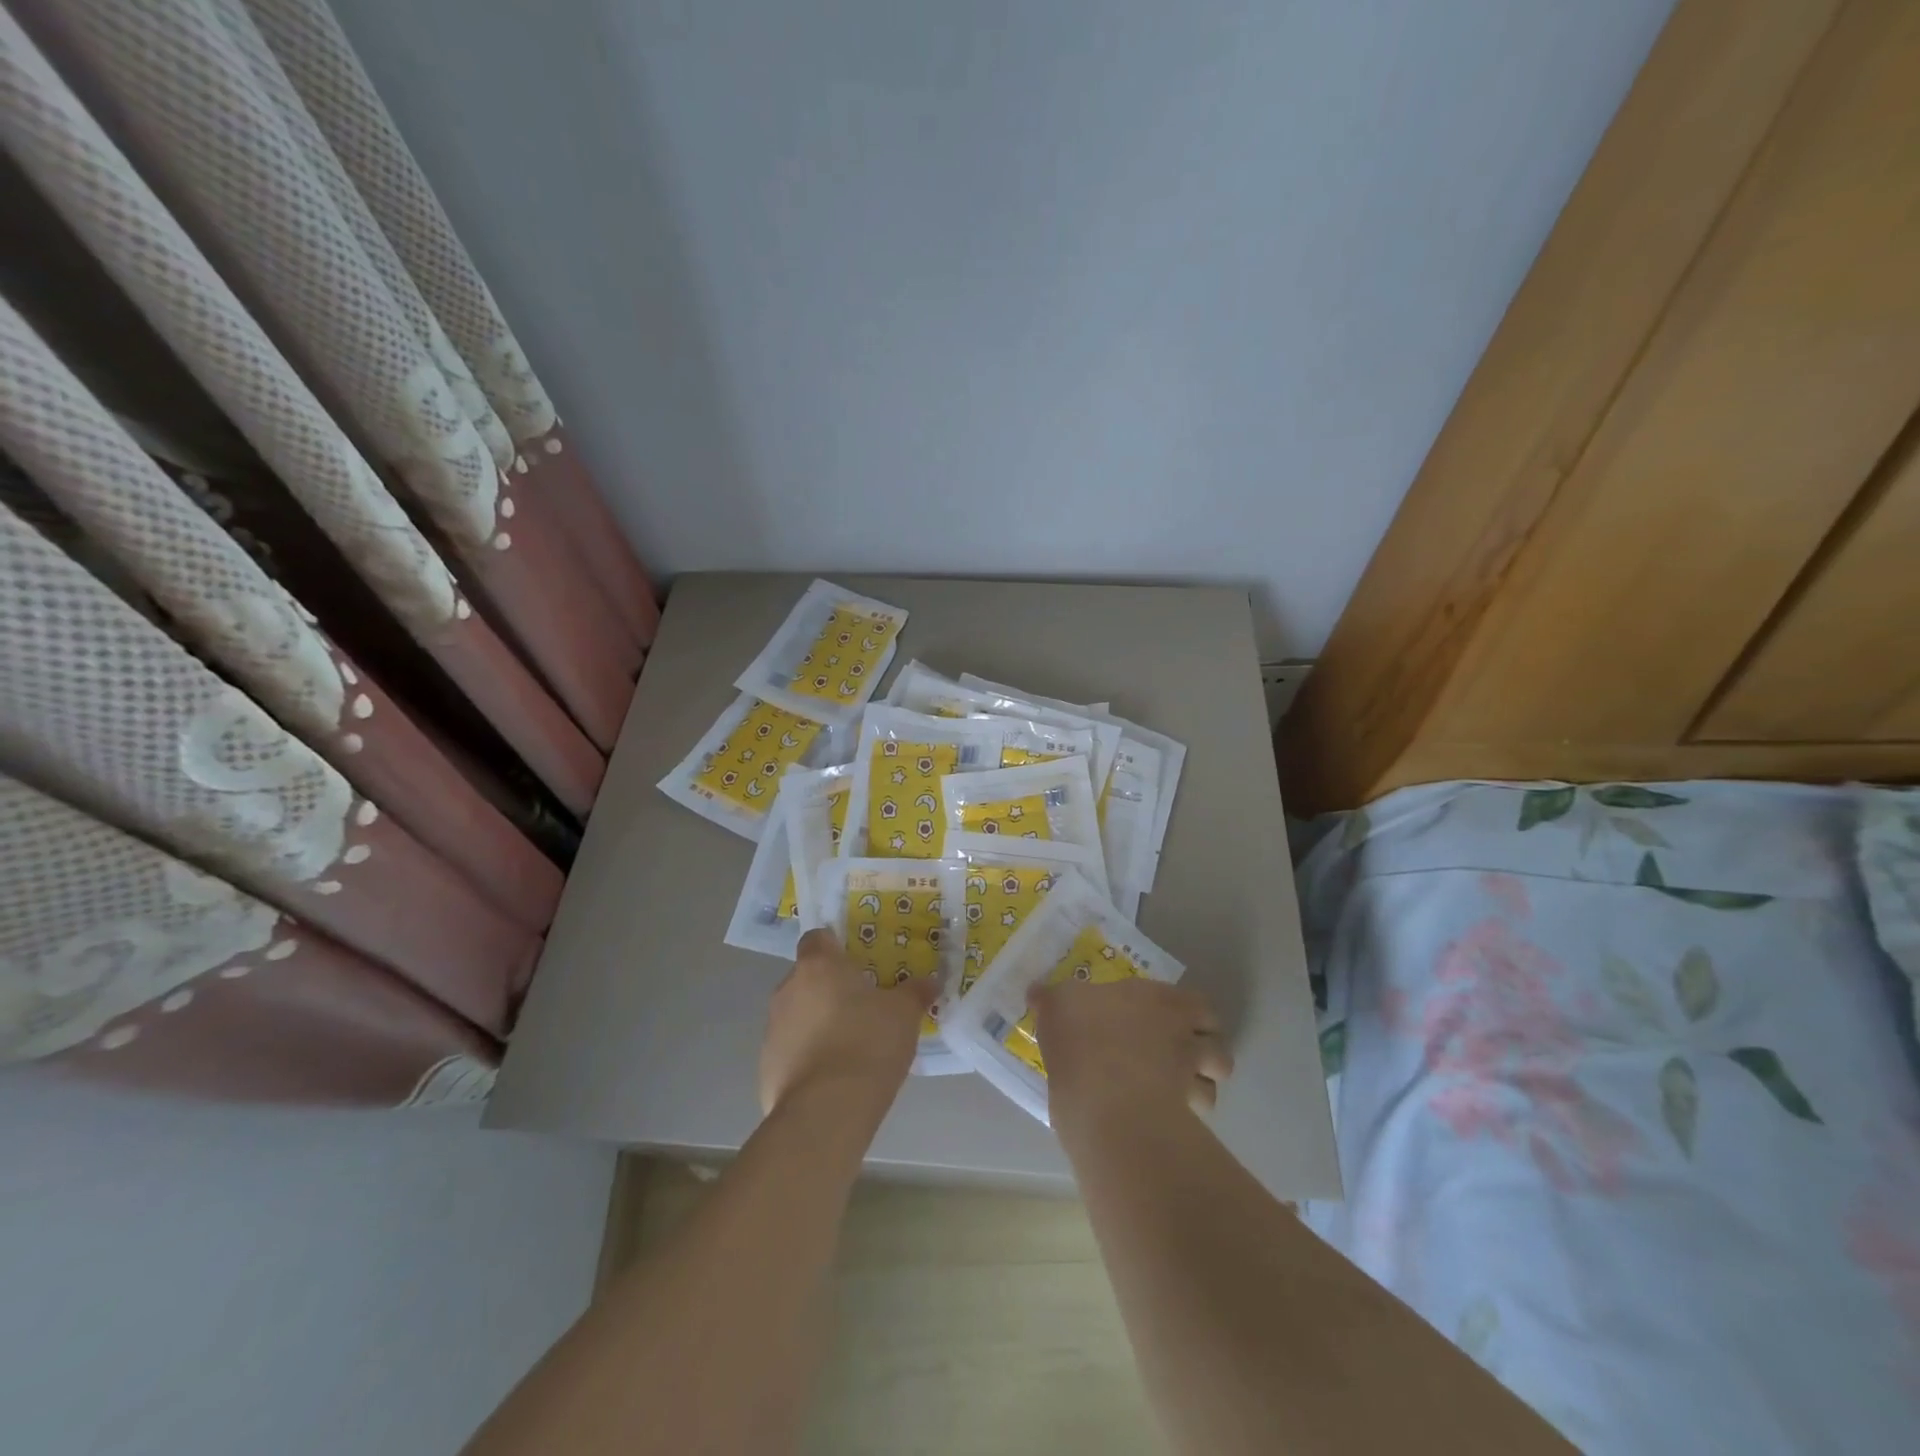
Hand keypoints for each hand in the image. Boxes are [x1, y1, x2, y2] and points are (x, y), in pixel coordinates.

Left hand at [759, 929, 937, 1114]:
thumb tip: (929, 981)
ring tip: (850, 1047)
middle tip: (862, 1007)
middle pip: (807, 978)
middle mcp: (787, 990)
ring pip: (797, 1015)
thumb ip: (915, 992)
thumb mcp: (904, 1014)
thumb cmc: (868, 1044)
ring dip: (818, 1023)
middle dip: (830, 989)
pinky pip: (791, 1051)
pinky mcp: (766, 1067)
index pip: (817, 938)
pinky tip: (833, 1078)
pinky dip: (808, 1057)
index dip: (835, 946)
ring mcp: (772, 1029)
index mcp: (818, 966)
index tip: (857, 962)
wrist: (826, 1112)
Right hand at [1031, 978, 1231, 1130]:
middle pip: (1217, 1042)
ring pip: (1214, 1082)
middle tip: (1180, 1058)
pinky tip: (1162, 1118)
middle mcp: (1183, 1035)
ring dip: (1201, 1086)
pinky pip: (1195, 1117)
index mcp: (1159, 1000)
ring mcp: (1187, 1077)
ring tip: (1176, 1092)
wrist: (1101, 1096)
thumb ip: (1051, 998)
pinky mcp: (1183, 1116)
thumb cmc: (1081, 1036)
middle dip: (1205, 1050)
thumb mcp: (1056, 1006)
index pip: (1197, 1004)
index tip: (1170, 1021)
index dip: (1189, 1014)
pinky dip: (1186, 1118)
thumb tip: (1037, 992)